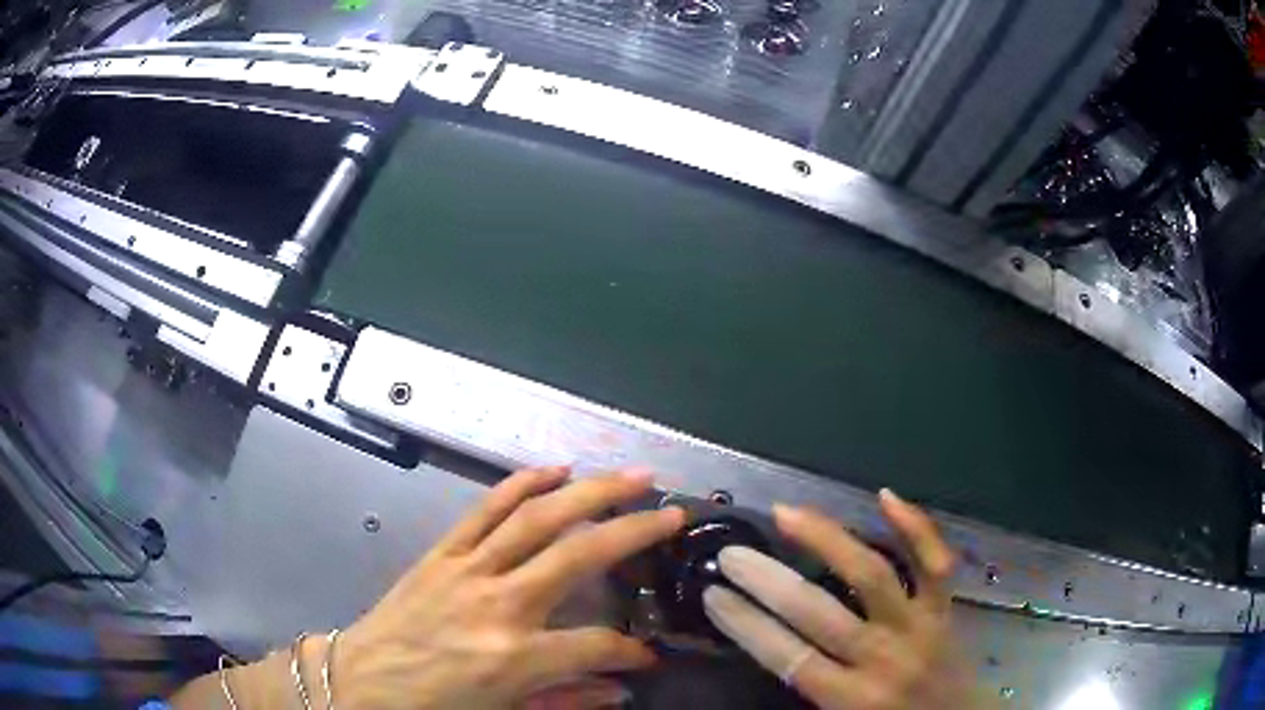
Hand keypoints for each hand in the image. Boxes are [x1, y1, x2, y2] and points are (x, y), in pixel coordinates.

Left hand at [333, 467, 685, 708]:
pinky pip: (486, 508)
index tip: (647, 653)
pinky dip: (523, 484)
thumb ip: (567, 699)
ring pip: (538, 518)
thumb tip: (621, 688)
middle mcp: (498, 604)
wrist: (361, 680)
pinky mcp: (443, 552)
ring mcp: (468, 570)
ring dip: (590, 491)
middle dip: (634, 532)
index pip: (597, 645)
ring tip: (630, 477)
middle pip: (579, 555)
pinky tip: (555, 470)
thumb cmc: (434, 706)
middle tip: (672, 512)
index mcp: (515, 657)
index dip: (630, 649)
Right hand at [703, 489, 987, 709]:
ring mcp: (919, 626)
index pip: (788, 656)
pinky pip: (936, 561)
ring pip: (873, 574)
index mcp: (851, 698)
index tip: (714, 596)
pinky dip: (915, 526)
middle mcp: (883, 658)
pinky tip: (885, 497)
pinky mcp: (945, 608)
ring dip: (828, 540)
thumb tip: (767, 645)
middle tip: (732, 553)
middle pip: (818, 613)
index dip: (746, 624)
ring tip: (789, 513)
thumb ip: (808, 689)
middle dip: (768, 580)